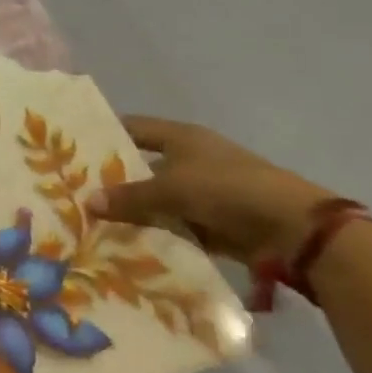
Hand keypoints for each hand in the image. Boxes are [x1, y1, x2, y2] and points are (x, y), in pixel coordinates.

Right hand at [87, 116, 334, 264]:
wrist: (296, 229)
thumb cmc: (227, 189)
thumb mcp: (171, 189)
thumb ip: (129, 196)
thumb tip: (87, 202)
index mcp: (181, 136)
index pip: (133, 128)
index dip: (106, 136)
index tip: (75, 150)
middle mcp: (191, 158)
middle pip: (144, 165)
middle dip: (117, 180)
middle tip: (80, 193)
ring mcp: (206, 190)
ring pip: (160, 198)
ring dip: (138, 211)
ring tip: (100, 224)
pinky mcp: (218, 221)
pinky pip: (179, 224)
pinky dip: (161, 233)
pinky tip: (134, 245)